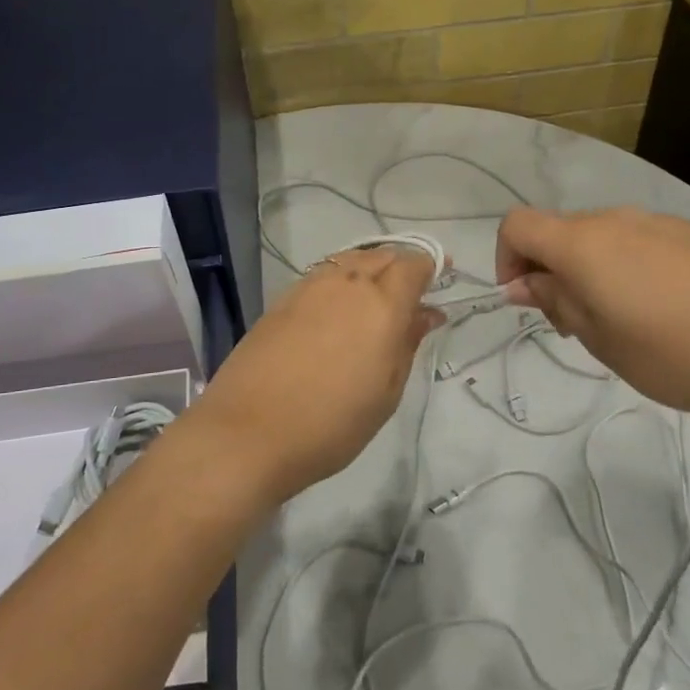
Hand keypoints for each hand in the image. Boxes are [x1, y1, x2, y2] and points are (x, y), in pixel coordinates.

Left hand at [185, 248, 441, 507]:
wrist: (248, 433)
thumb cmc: (331, 424)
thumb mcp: (386, 392)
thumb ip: (407, 344)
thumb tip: (426, 313)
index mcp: (381, 304)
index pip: (413, 264)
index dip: (430, 266)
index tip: (441, 277)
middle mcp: (346, 283)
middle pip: (382, 256)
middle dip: (402, 266)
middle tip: (411, 294)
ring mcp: (309, 288)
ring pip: (350, 260)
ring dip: (370, 270)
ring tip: (375, 300)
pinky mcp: (281, 300)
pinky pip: (323, 276)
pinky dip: (340, 281)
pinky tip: (338, 310)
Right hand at [495, 206, 689, 418]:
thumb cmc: (677, 354)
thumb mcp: (602, 341)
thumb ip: (556, 303)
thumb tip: (523, 284)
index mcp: (584, 244)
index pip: (517, 225)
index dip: (506, 259)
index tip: (525, 301)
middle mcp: (615, 219)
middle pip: (558, 231)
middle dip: (548, 270)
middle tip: (573, 324)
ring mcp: (657, 221)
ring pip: (599, 236)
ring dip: (588, 269)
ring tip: (620, 319)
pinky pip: (637, 240)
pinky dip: (625, 265)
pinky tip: (662, 306)